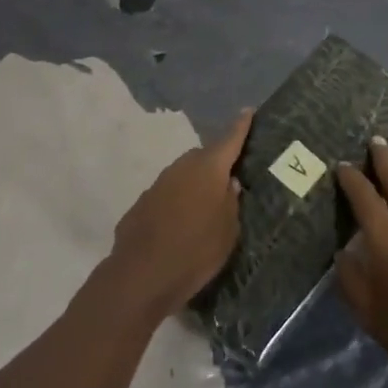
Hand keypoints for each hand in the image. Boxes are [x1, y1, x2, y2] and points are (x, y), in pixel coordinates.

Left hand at [108, 109, 252, 316]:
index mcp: (209, 169)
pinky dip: (174, 204)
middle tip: (225, 182)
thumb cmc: (195, 251)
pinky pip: (165, 196)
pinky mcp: (141, 203)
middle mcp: (182, 168)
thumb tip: (229, 183)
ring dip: (193, 185)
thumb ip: (231, 202)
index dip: (240, 126)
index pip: (229, 140)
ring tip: (201, 209)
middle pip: (203, 157)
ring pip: (182, 176)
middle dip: (215, 164)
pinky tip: (176, 227)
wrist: (140, 276)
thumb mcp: (228, 232)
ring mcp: (158, 184)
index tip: (247, 110)